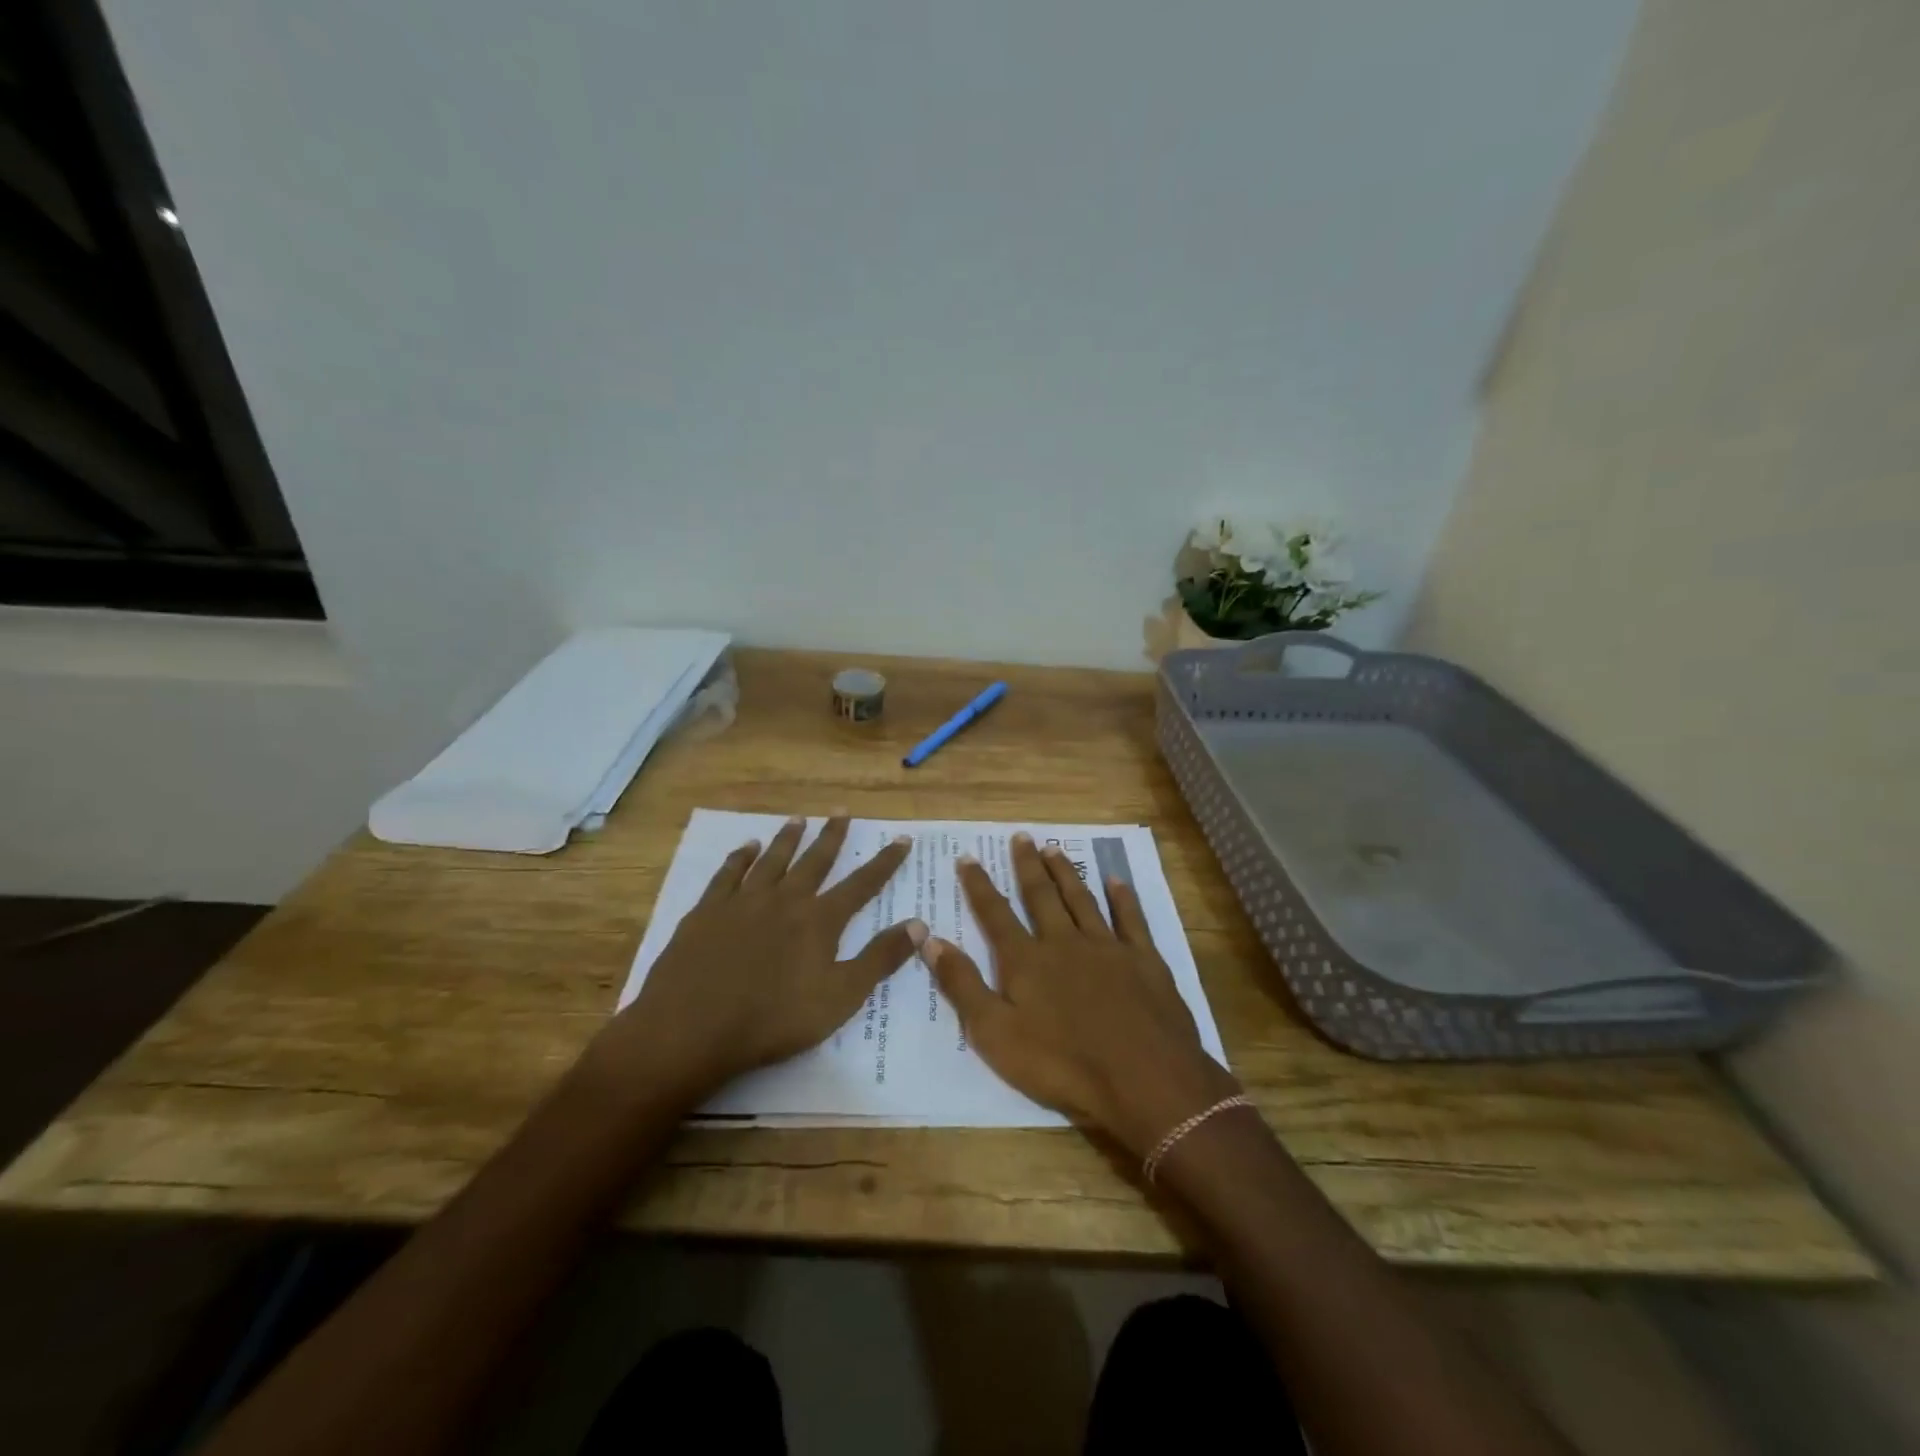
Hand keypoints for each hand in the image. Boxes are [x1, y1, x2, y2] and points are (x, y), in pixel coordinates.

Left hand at [597, 815, 922, 1102]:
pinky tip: (745, 847)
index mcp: (819, 920)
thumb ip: (880, 958)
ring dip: (788, 838)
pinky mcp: (708, 911)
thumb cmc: (774, 1019)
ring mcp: (743, 901)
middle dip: (832, 836)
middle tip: (842, 811)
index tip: (901, 839)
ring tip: (799, 819)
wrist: (692, 1027)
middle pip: (815, 861)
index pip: (862, 884)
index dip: (885, 862)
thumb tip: (920, 924)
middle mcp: (785, 899)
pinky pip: (728, 873)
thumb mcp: (841, 996)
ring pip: (772, 859)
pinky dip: (739, 857)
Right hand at [921, 833, 1238, 1157]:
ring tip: (1053, 849)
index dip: (979, 885)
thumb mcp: (995, 1033)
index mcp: (1026, 960)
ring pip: (1082, 899)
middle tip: (1021, 836)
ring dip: (1066, 873)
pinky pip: (1131, 919)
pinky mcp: (1144, 960)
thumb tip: (928, 937)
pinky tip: (1116, 880)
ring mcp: (1107, 947)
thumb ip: (962, 983)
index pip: (996, 914)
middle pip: (1042, 896)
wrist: (1143, 1079)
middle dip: (1028, 866)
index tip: (968, 857)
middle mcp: (1064, 942)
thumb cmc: (1061, 1063)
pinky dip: (1123, 898)